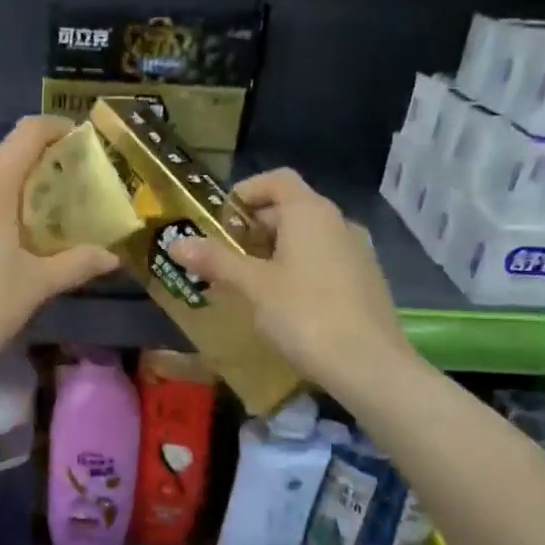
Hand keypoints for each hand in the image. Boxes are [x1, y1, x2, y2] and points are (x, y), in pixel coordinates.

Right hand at [169, 168, 413, 391]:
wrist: (369, 365)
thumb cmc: (304, 314)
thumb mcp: (253, 286)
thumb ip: (216, 260)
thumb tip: (175, 243)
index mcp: (310, 213)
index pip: (277, 180)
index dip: (246, 191)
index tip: (220, 219)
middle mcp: (338, 223)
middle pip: (291, 208)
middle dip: (254, 227)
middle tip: (224, 255)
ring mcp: (357, 252)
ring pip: (308, 237)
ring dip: (275, 250)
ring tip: (248, 281)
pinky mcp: (366, 281)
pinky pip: (324, 260)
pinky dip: (298, 269)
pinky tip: (282, 303)